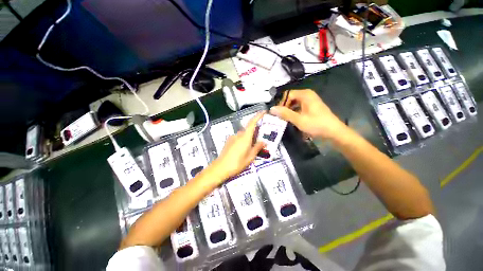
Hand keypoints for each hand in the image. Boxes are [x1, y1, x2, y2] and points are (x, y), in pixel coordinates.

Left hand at [210, 112, 265, 181]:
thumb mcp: (250, 157)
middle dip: (255, 132)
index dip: (258, 116)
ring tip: (252, 147)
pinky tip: (243, 150)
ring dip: (249, 138)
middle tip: (260, 139)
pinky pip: (238, 138)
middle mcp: (238, 134)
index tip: (263, 112)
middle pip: (249, 130)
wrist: (221, 167)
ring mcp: (232, 137)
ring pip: (243, 134)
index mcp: (245, 137)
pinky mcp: (228, 141)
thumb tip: (263, 141)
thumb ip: (257, 148)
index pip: (252, 123)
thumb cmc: (237, 163)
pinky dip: (243, 140)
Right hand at [270, 89, 346, 139]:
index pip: (287, 94)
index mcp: (305, 94)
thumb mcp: (299, 120)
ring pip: (294, 103)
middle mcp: (307, 95)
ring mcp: (310, 101)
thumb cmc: (316, 124)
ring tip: (284, 119)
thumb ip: (285, 113)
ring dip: (288, 110)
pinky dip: (294, 112)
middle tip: (280, 117)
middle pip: (290, 98)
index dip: (281, 103)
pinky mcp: (311, 107)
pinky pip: (298, 107)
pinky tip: (292, 119)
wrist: (334, 132)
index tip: (278, 113)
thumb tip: (271, 109)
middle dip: (284, 107)